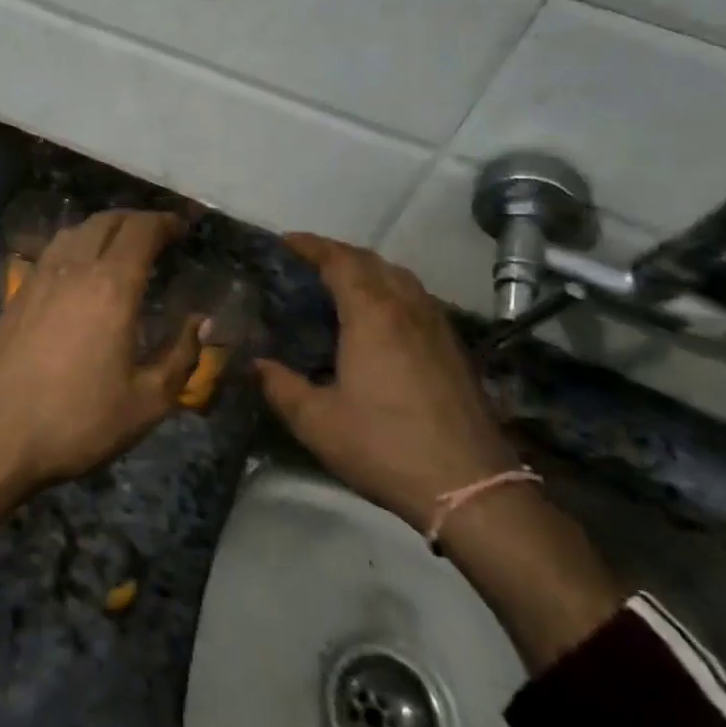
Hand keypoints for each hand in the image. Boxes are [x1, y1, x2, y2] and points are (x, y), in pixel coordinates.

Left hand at [0, 209, 203, 491]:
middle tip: (158, 234)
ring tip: (121, 247)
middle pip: (106, 221)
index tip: (183, 228)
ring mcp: (39, 278)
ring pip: (75, 231)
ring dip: (104, 228)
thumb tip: (200, 322)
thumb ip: (180, 356)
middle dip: (137, 220)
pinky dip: (76, 245)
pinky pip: (53, 251)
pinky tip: (80, 270)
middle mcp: (74, 269)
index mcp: (111, 286)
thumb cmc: (77, 420)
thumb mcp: (146, 402)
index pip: (141, 231)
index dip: (165, 222)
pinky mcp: (17, 294)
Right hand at [256, 233, 516, 527]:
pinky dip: (391, 290)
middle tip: (307, 261)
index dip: (311, 245)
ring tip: (341, 282)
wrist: (469, 486)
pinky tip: (380, 318)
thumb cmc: (384, 447)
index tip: (285, 241)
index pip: (340, 261)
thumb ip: (280, 386)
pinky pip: (417, 299)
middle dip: (337, 253)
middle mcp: (407, 308)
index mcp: (372, 315)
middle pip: (372, 261)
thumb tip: (256, 363)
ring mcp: (437, 326)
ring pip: (400, 277)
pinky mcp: (454, 348)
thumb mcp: (317, 421)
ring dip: (368, 269)